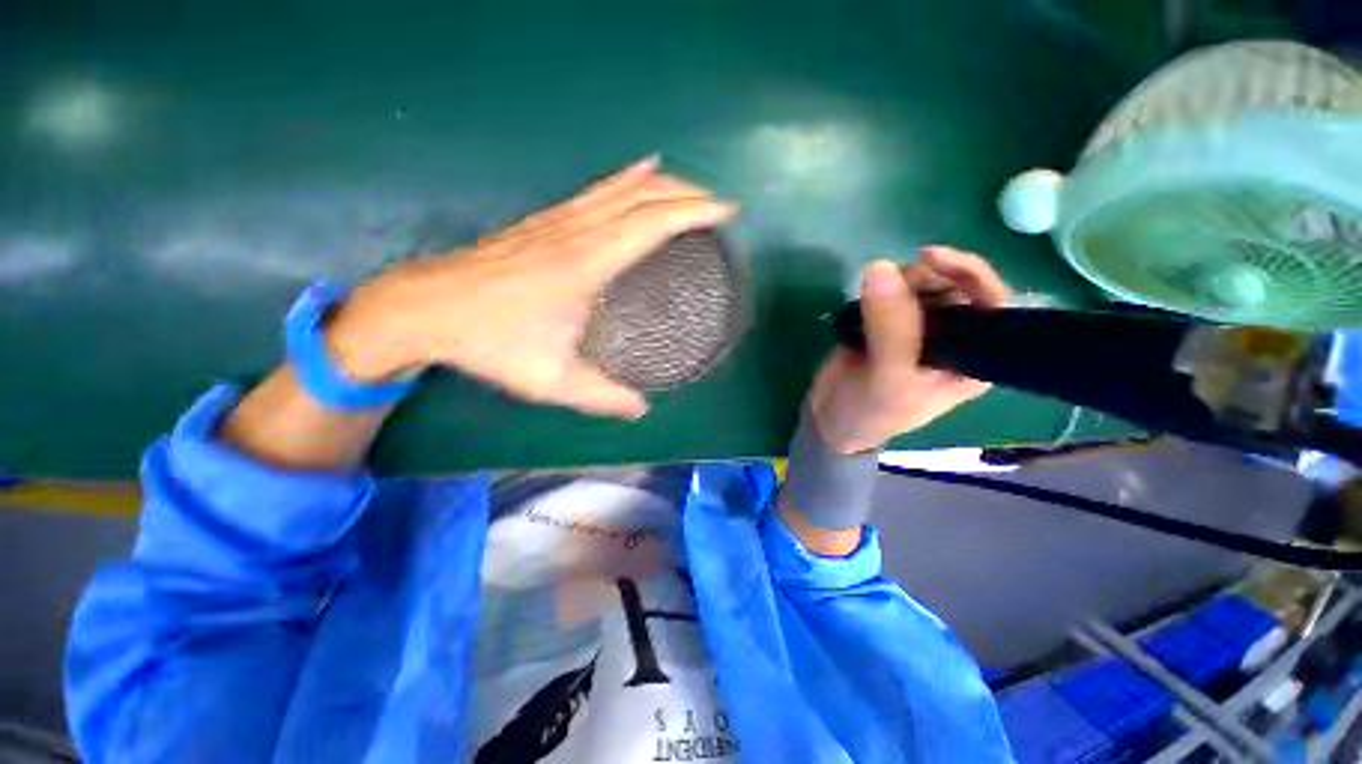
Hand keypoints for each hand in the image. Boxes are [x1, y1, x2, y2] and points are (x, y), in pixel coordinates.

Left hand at [325, 157, 737, 418]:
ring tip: (687, 186)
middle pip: (641, 196)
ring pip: (618, 187)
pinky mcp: (542, 221)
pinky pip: (594, 192)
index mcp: (586, 263)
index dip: (693, 212)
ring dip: (658, 183)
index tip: (726, 211)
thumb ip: (602, 396)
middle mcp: (576, 231)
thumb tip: (642, 409)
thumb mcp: (551, 380)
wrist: (424, 308)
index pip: (652, 223)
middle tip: (716, 204)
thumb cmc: (491, 342)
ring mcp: (556, 220)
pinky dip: (623, 181)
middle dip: (686, 192)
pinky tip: (634, 174)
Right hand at [807, 247, 1012, 454]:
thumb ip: (892, 329)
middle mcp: (954, 339)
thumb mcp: (888, 379)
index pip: (994, 305)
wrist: (830, 417)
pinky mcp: (889, 322)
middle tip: (898, 281)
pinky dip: (881, 287)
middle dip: (930, 277)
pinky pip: (893, 291)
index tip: (933, 259)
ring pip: (925, 284)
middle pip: (958, 286)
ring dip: (903, 281)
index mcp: (972, 358)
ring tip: (874, 296)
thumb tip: (881, 268)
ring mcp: (920, 328)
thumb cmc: (870, 411)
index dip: (973, 275)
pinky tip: (866, 300)